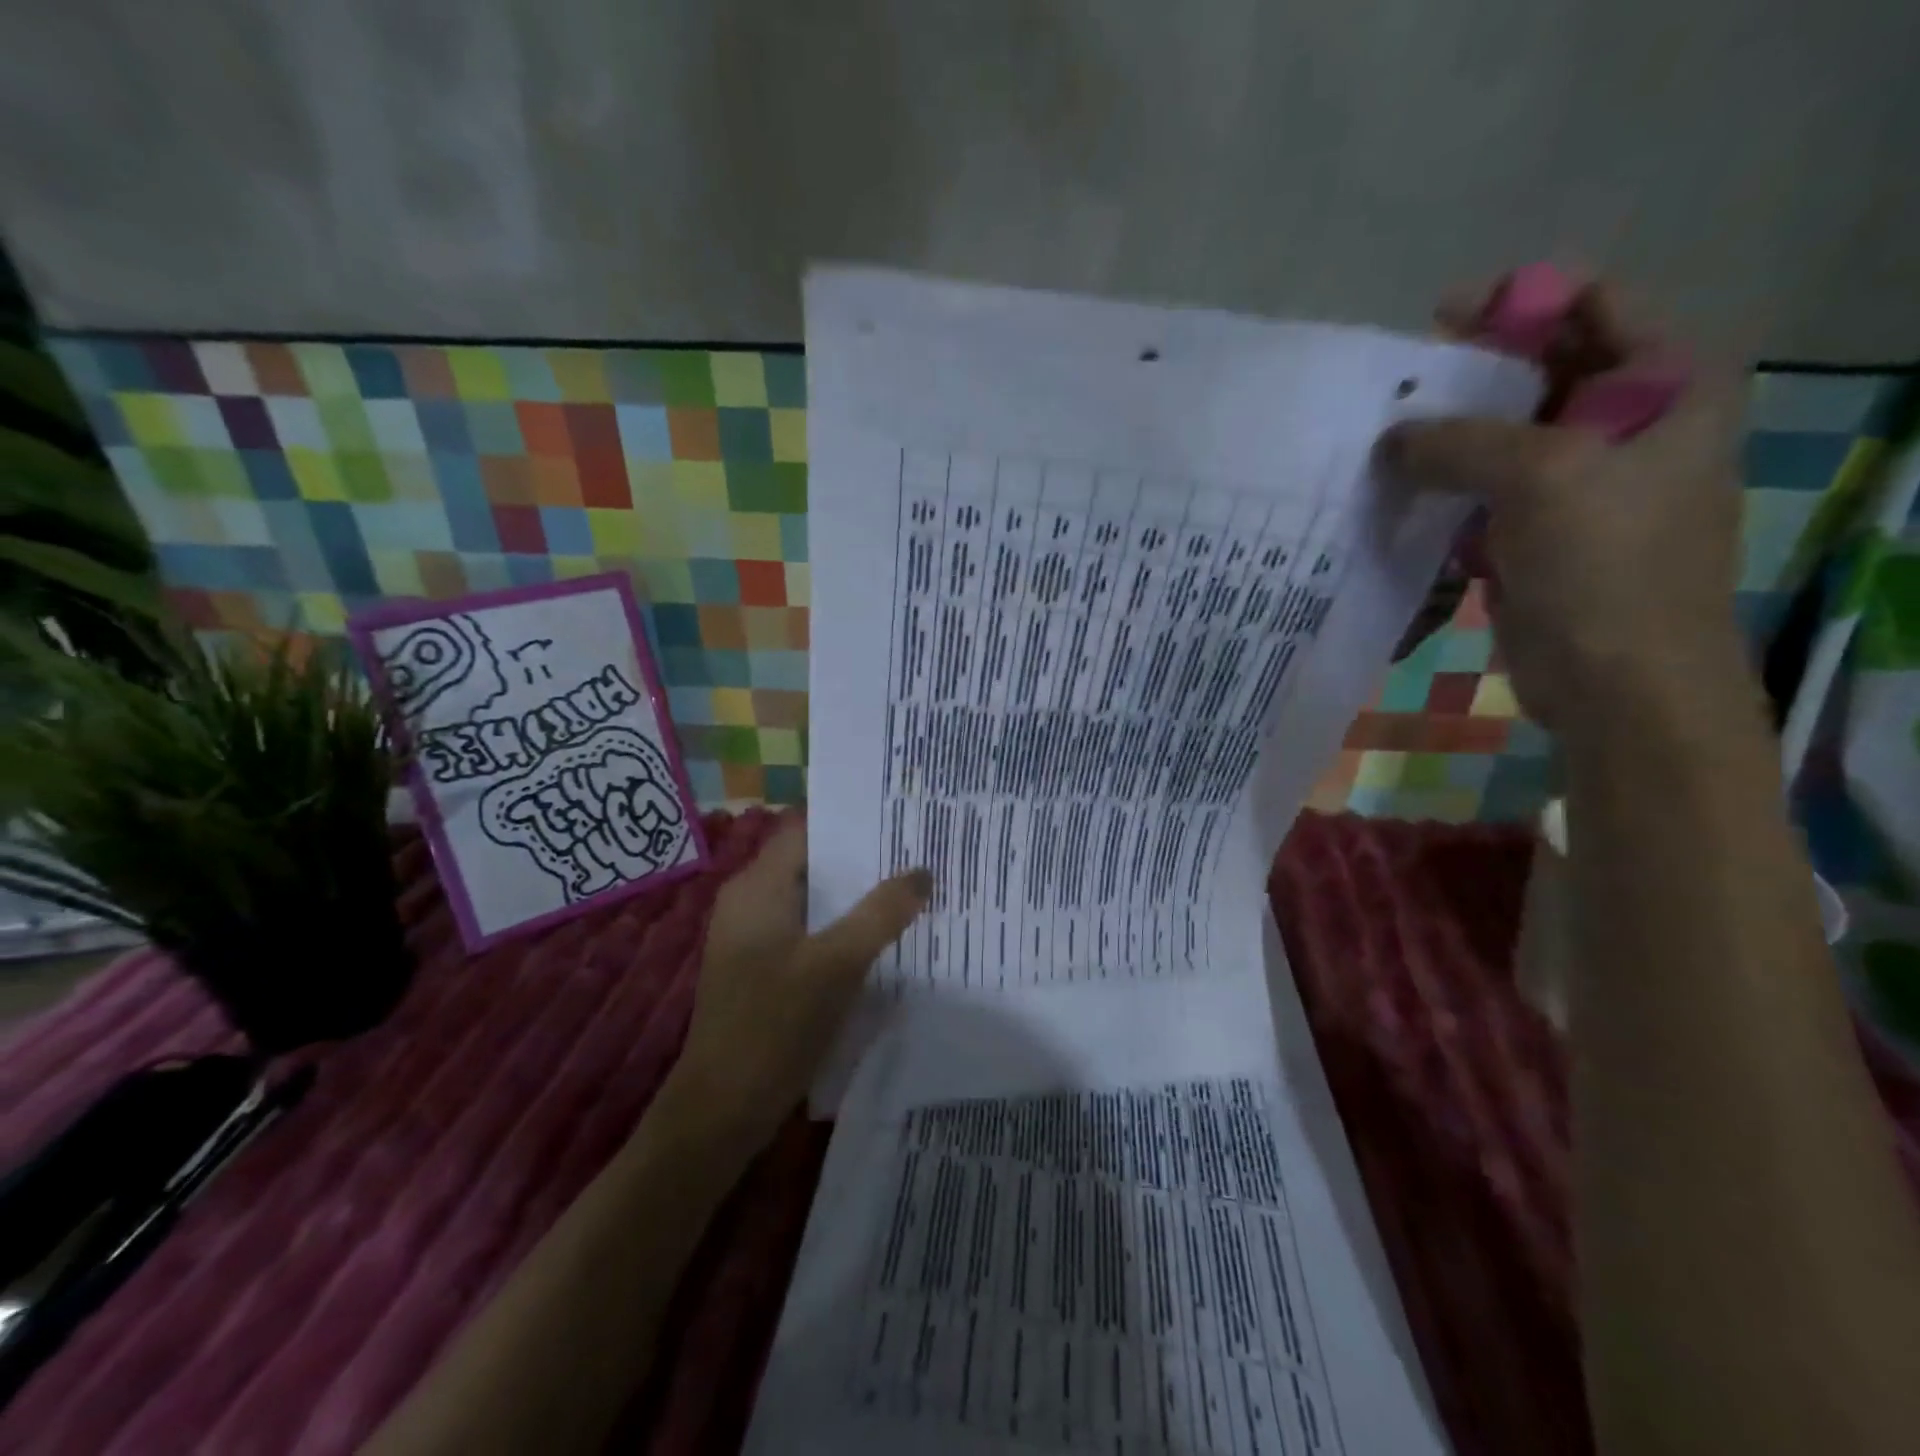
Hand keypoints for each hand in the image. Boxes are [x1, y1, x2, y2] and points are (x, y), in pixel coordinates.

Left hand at [660, 817, 929, 1151]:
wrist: (721, 1112)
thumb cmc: (773, 1025)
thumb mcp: (836, 964)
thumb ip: (880, 914)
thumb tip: (921, 871)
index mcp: (758, 887)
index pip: (807, 829)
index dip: (851, 820)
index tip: (900, 816)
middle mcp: (752, 903)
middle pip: (814, 864)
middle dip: (864, 861)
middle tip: (919, 853)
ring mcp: (756, 939)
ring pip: (816, 902)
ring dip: (858, 898)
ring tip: (914, 890)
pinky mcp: (765, 972)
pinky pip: (811, 934)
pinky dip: (844, 930)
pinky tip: (884, 939)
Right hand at [1380, 285, 1746, 729]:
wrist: (1619, 684)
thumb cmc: (1606, 567)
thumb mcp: (1540, 478)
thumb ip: (1460, 441)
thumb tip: (1390, 438)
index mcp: (1666, 384)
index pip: (1593, 305)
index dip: (1518, 303)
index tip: (1437, 323)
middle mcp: (1628, 423)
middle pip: (1537, 372)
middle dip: (1466, 378)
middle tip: (1395, 391)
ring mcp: (1578, 483)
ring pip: (1500, 438)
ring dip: (1444, 440)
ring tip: (1381, 443)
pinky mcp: (1535, 533)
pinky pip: (1481, 493)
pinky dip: (1441, 491)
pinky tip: (1396, 495)